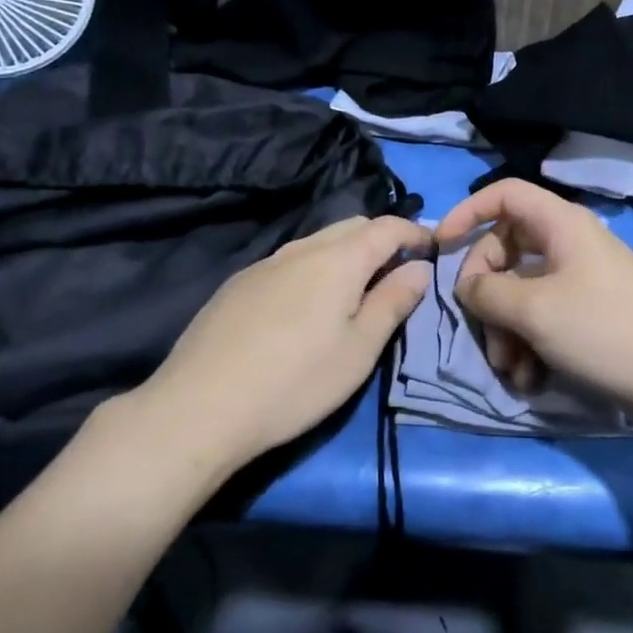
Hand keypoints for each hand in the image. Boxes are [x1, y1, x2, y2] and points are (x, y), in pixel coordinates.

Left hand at [136, 215, 432, 469]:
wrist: (200, 406)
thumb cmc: (296, 381)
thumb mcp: (360, 349)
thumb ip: (393, 301)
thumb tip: (419, 267)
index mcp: (339, 259)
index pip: (387, 226)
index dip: (415, 233)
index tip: (432, 250)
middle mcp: (302, 248)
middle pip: (352, 226)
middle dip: (381, 240)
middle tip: (396, 274)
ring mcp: (265, 263)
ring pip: (317, 242)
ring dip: (345, 255)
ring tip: (353, 292)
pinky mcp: (238, 284)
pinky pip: (288, 262)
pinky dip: (312, 269)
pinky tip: (303, 308)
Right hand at [434, 180, 632, 426]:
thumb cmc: (603, 331)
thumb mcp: (533, 310)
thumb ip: (487, 291)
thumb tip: (467, 285)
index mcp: (561, 224)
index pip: (504, 194)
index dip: (468, 212)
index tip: (440, 244)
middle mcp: (571, 243)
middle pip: (507, 249)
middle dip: (488, 294)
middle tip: (483, 329)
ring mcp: (583, 279)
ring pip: (523, 290)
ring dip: (507, 329)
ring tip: (511, 369)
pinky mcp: (591, 313)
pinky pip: (545, 315)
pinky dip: (530, 342)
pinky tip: (531, 377)